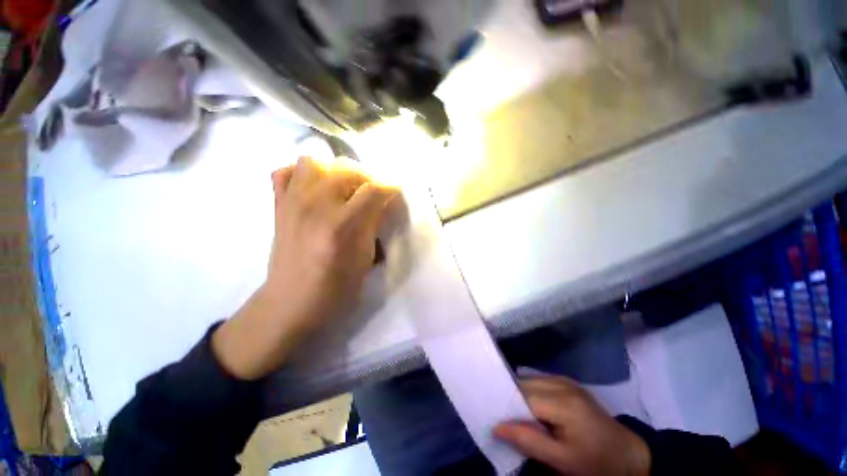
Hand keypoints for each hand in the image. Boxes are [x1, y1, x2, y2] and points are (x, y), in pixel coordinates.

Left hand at [212, 156, 397, 379]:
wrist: (291, 303)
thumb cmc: (335, 289)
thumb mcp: (365, 260)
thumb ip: (375, 225)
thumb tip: (386, 203)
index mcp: (342, 226)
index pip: (374, 190)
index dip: (391, 188)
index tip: (396, 194)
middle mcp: (316, 206)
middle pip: (347, 169)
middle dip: (367, 178)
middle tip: (373, 194)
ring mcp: (293, 202)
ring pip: (315, 161)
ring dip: (335, 171)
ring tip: (344, 189)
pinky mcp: (278, 205)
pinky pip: (286, 171)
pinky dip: (303, 174)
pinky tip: (315, 189)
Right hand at [494, 377, 650, 475]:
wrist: (627, 454)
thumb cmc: (596, 462)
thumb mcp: (563, 460)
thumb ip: (529, 441)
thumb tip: (496, 427)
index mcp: (563, 402)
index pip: (522, 396)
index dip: (505, 406)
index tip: (492, 418)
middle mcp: (561, 383)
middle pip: (524, 384)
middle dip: (510, 399)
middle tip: (500, 417)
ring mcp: (565, 380)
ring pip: (529, 381)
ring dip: (518, 395)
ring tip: (513, 413)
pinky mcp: (567, 382)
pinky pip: (538, 381)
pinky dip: (529, 392)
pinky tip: (530, 407)